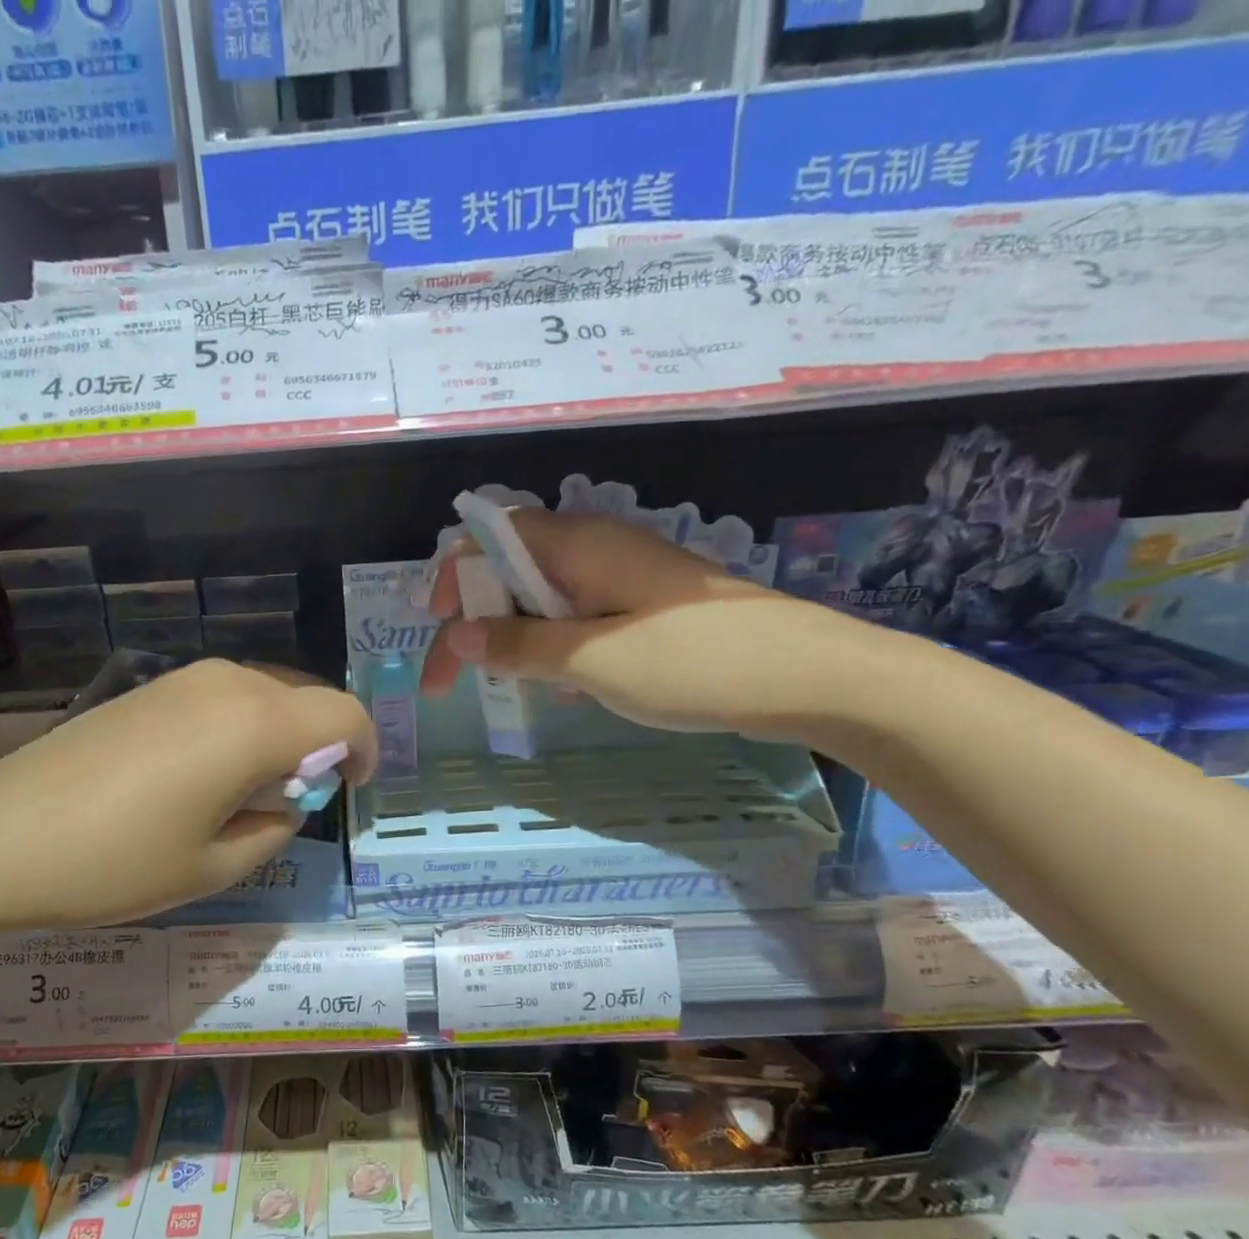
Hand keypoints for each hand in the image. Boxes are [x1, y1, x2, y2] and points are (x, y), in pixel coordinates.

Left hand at [0, 659, 374, 929]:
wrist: (1, 834)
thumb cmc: (116, 862)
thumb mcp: (213, 866)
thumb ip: (272, 830)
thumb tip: (285, 804)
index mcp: (255, 725)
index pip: (344, 715)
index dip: (365, 749)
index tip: (353, 788)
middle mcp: (228, 684)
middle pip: (306, 697)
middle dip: (321, 743)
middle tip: (300, 799)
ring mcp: (183, 678)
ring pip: (265, 692)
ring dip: (280, 734)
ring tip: (251, 790)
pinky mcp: (150, 686)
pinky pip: (224, 696)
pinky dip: (241, 726)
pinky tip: (206, 773)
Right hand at [420, 507, 876, 739]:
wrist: (809, 677)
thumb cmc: (692, 662)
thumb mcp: (590, 659)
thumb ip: (517, 644)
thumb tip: (457, 632)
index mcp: (578, 544)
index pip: (488, 540)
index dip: (452, 581)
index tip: (439, 635)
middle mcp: (596, 549)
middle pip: (510, 571)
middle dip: (476, 620)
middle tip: (459, 681)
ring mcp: (624, 578)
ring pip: (542, 599)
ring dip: (514, 639)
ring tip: (513, 688)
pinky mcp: (644, 608)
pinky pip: (577, 619)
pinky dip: (554, 648)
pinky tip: (565, 686)